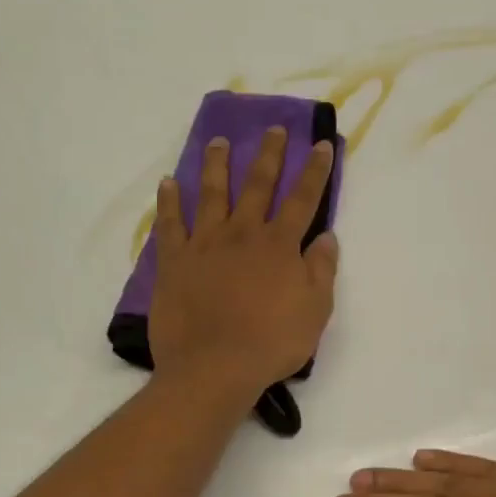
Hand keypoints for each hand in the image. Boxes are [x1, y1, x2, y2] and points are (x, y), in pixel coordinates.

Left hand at [149, 127, 338, 398]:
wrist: (214, 367)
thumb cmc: (272, 343)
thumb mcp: (315, 311)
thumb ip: (321, 270)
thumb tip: (326, 237)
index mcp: (280, 245)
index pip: (303, 199)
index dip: (315, 171)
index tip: (321, 144)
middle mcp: (242, 234)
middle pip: (258, 185)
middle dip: (269, 155)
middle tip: (273, 129)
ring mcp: (205, 244)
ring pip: (212, 194)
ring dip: (217, 165)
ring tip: (219, 142)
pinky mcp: (174, 261)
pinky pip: (170, 223)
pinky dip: (169, 201)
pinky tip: (169, 183)